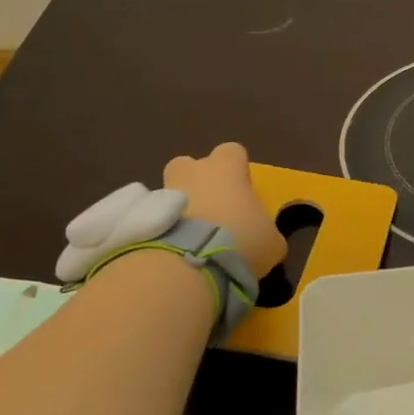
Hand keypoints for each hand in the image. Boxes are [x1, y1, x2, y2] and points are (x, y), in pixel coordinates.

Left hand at [163, 142, 286, 277]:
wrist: (191, 263)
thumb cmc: (242, 239)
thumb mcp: (271, 241)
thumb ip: (267, 232)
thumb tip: (264, 238)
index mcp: (227, 168)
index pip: (232, 152)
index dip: (236, 169)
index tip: (241, 190)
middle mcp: (194, 171)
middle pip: (190, 165)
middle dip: (196, 182)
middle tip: (210, 210)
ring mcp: (163, 192)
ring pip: (169, 191)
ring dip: (178, 209)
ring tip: (189, 238)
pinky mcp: (142, 218)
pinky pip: (155, 218)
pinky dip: (162, 231)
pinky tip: (174, 253)